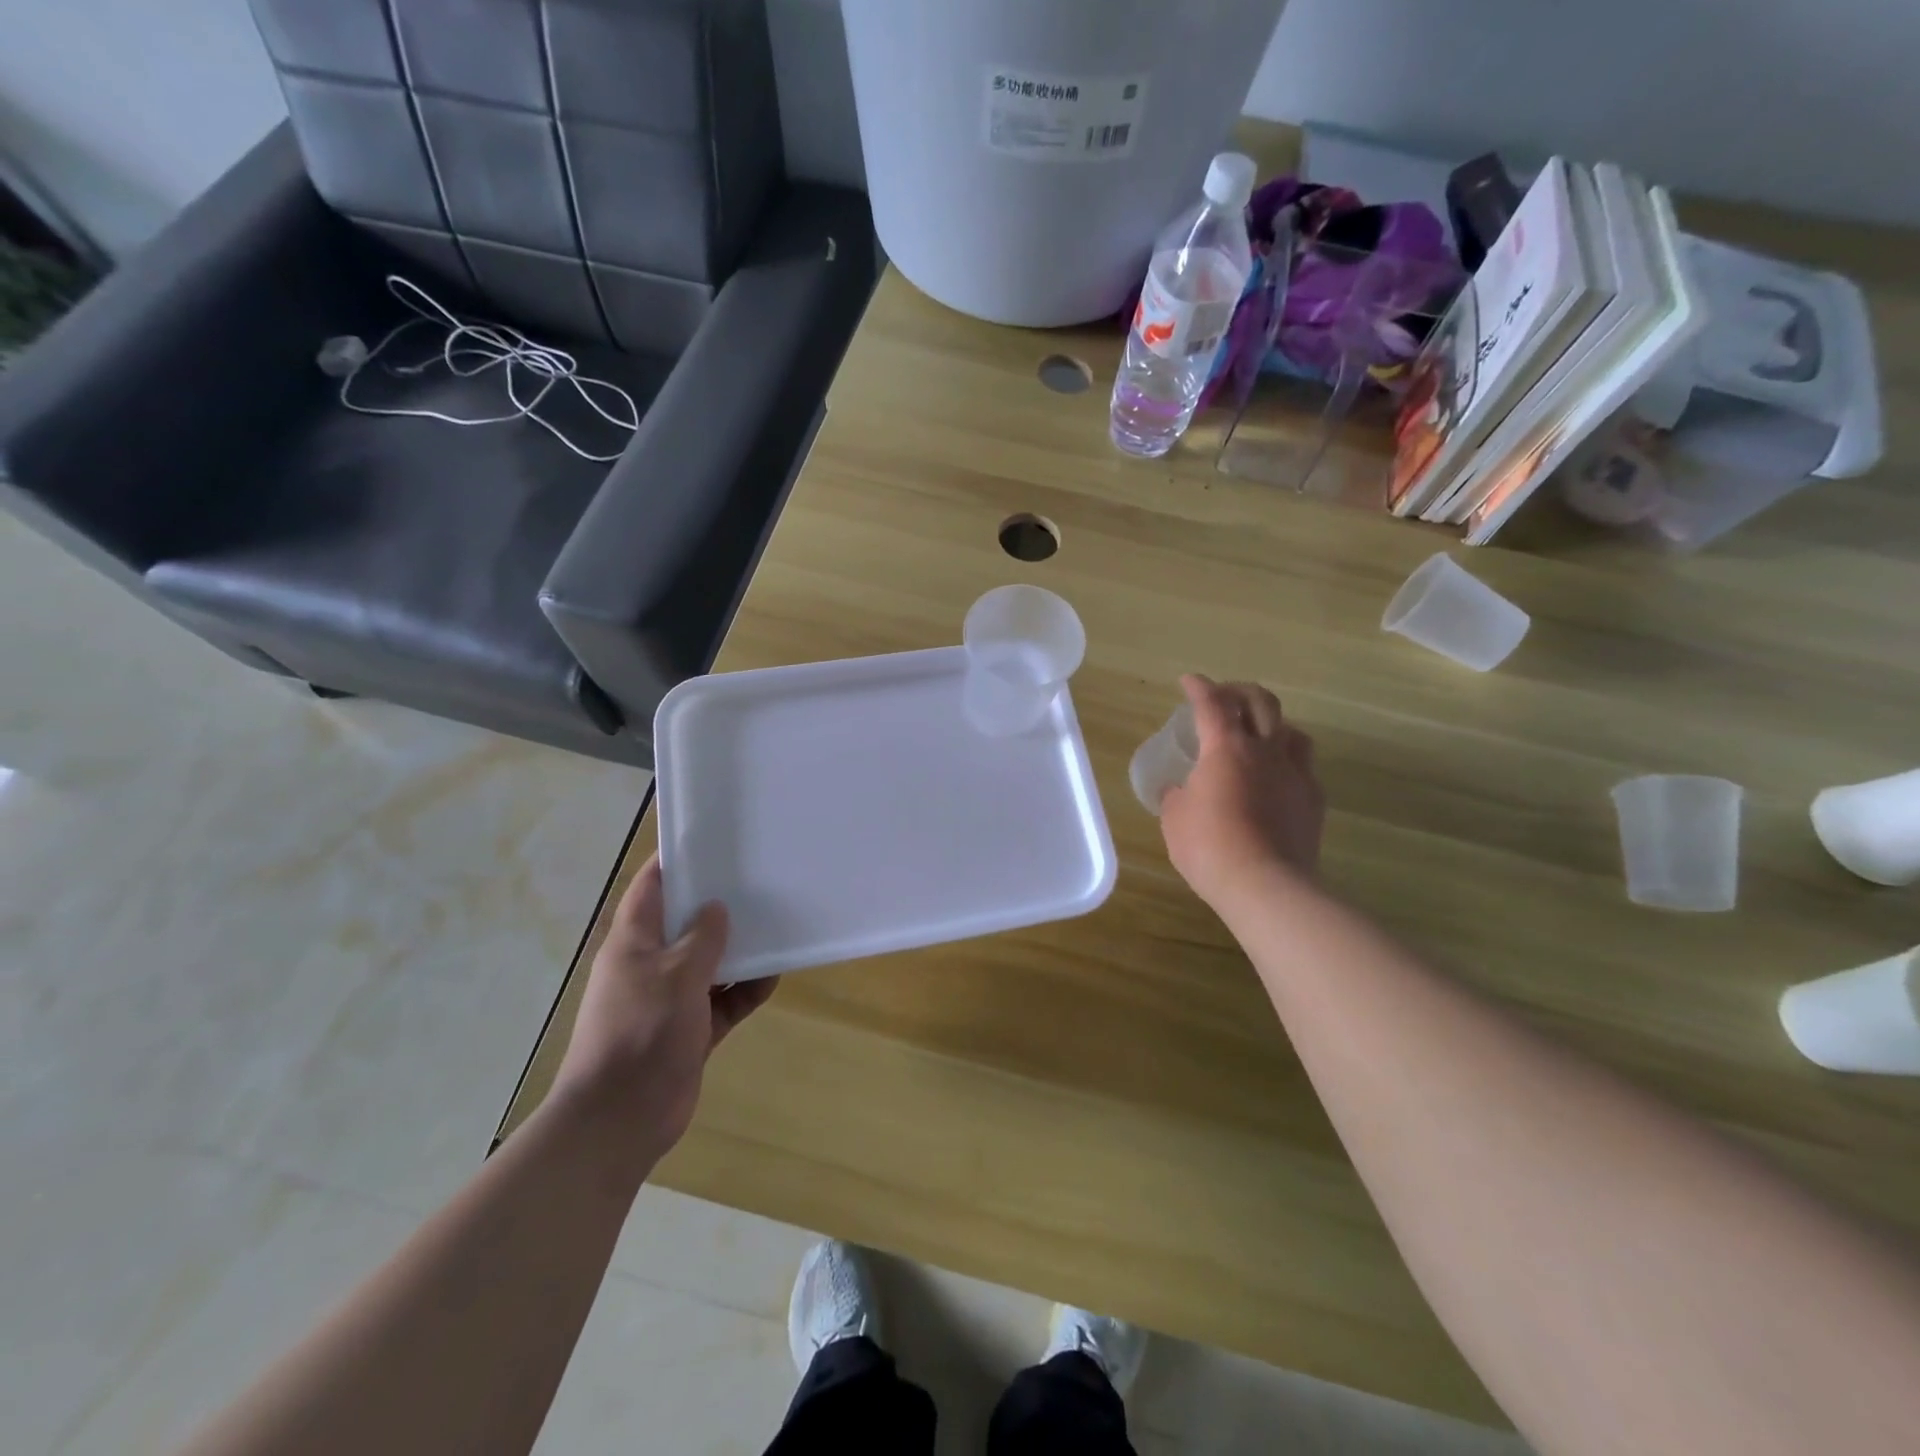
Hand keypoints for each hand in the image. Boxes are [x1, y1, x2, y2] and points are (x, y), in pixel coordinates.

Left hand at [551, 856, 773, 1159]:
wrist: (620, 1120)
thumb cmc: (640, 1034)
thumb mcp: (675, 976)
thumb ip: (701, 939)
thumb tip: (717, 908)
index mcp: (634, 943)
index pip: (651, 887)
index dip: (675, 861)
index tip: (711, 839)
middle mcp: (651, 965)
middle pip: (686, 923)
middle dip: (719, 905)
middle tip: (760, 880)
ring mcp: (671, 999)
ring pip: (711, 962)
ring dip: (740, 949)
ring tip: (777, 924)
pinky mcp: (691, 1030)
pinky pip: (724, 999)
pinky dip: (746, 989)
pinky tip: (774, 975)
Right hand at [1160, 674, 1324, 909]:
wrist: (1266, 885)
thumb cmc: (1209, 847)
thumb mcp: (1174, 820)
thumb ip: (1176, 796)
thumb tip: (1179, 791)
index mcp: (1226, 748)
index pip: (1212, 704)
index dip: (1199, 687)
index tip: (1189, 681)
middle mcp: (1265, 751)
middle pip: (1261, 703)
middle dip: (1240, 692)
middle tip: (1225, 697)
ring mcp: (1295, 774)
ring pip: (1292, 731)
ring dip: (1273, 724)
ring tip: (1259, 734)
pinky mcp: (1314, 800)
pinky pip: (1304, 767)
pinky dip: (1288, 762)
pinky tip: (1278, 777)